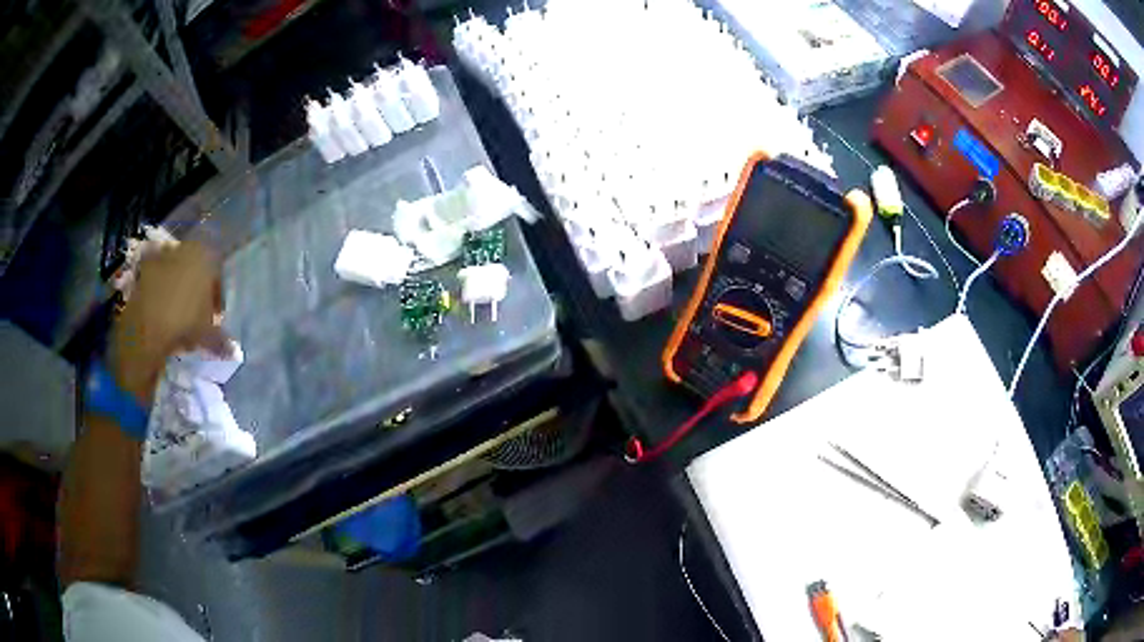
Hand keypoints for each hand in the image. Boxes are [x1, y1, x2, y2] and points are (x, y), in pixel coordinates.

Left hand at [108, 241, 225, 404]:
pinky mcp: (144, 269)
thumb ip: (221, 339)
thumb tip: (233, 350)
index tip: (215, 318)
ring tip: (176, 318)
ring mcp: (162, 256)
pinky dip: (160, 295)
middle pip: (195, 270)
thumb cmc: (184, 322)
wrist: (145, 326)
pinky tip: (161, 316)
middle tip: (196, 317)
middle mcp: (185, 248)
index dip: (217, 298)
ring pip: (175, 274)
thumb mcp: (208, 335)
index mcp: (206, 256)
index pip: (218, 274)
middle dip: (196, 291)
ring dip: (177, 292)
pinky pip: (157, 282)